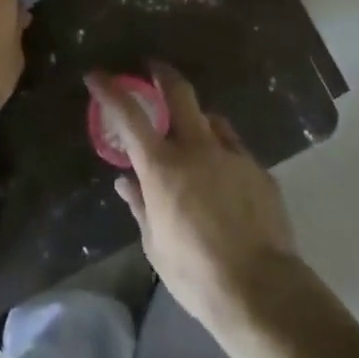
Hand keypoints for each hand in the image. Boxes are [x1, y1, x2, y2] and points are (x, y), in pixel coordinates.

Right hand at [86, 64, 298, 330]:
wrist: (261, 289)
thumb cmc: (197, 273)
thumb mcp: (156, 245)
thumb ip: (141, 206)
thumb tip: (126, 182)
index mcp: (163, 167)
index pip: (129, 116)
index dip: (110, 90)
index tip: (96, 75)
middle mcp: (197, 148)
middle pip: (180, 93)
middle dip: (163, 74)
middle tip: (154, 68)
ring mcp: (232, 155)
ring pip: (212, 119)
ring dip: (197, 119)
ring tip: (193, 136)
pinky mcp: (259, 170)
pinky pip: (235, 149)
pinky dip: (222, 153)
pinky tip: (225, 179)